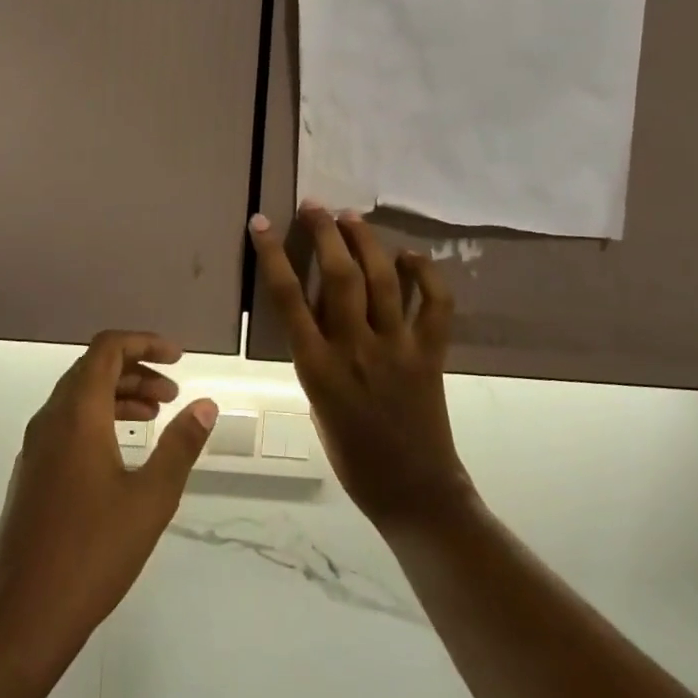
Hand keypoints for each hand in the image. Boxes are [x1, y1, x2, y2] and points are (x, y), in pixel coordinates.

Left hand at [0, 331, 217, 661]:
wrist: (23, 616)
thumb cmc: (94, 551)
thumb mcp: (151, 497)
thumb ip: (180, 445)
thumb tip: (205, 404)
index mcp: (77, 414)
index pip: (107, 348)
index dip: (145, 342)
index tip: (179, 358)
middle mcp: (50, 419)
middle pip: (92, 369)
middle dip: (136, 371)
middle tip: (172, 395)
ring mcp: (35, 447)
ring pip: (78, 398)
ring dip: (118, 396)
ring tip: (154, 418)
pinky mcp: (30, 473)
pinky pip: (66, 424)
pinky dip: (98, 420)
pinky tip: (121, 453)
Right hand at [249, 202, 470, 529]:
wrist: (413, 491)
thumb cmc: (352, 455)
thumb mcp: (316, 403)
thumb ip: (316, 355)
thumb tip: (320, 315)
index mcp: (317, 367)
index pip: (287, 298)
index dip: (272, 254)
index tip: (261, 223)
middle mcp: (355, 349)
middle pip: (338, 276)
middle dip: (325, 233)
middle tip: (315, 206)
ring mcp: (397, 348)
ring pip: (382, 280)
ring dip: (365, 241)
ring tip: (351, 217)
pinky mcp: (431, 353)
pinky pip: (435, 304)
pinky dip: (426, 274)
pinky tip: (410, 256)